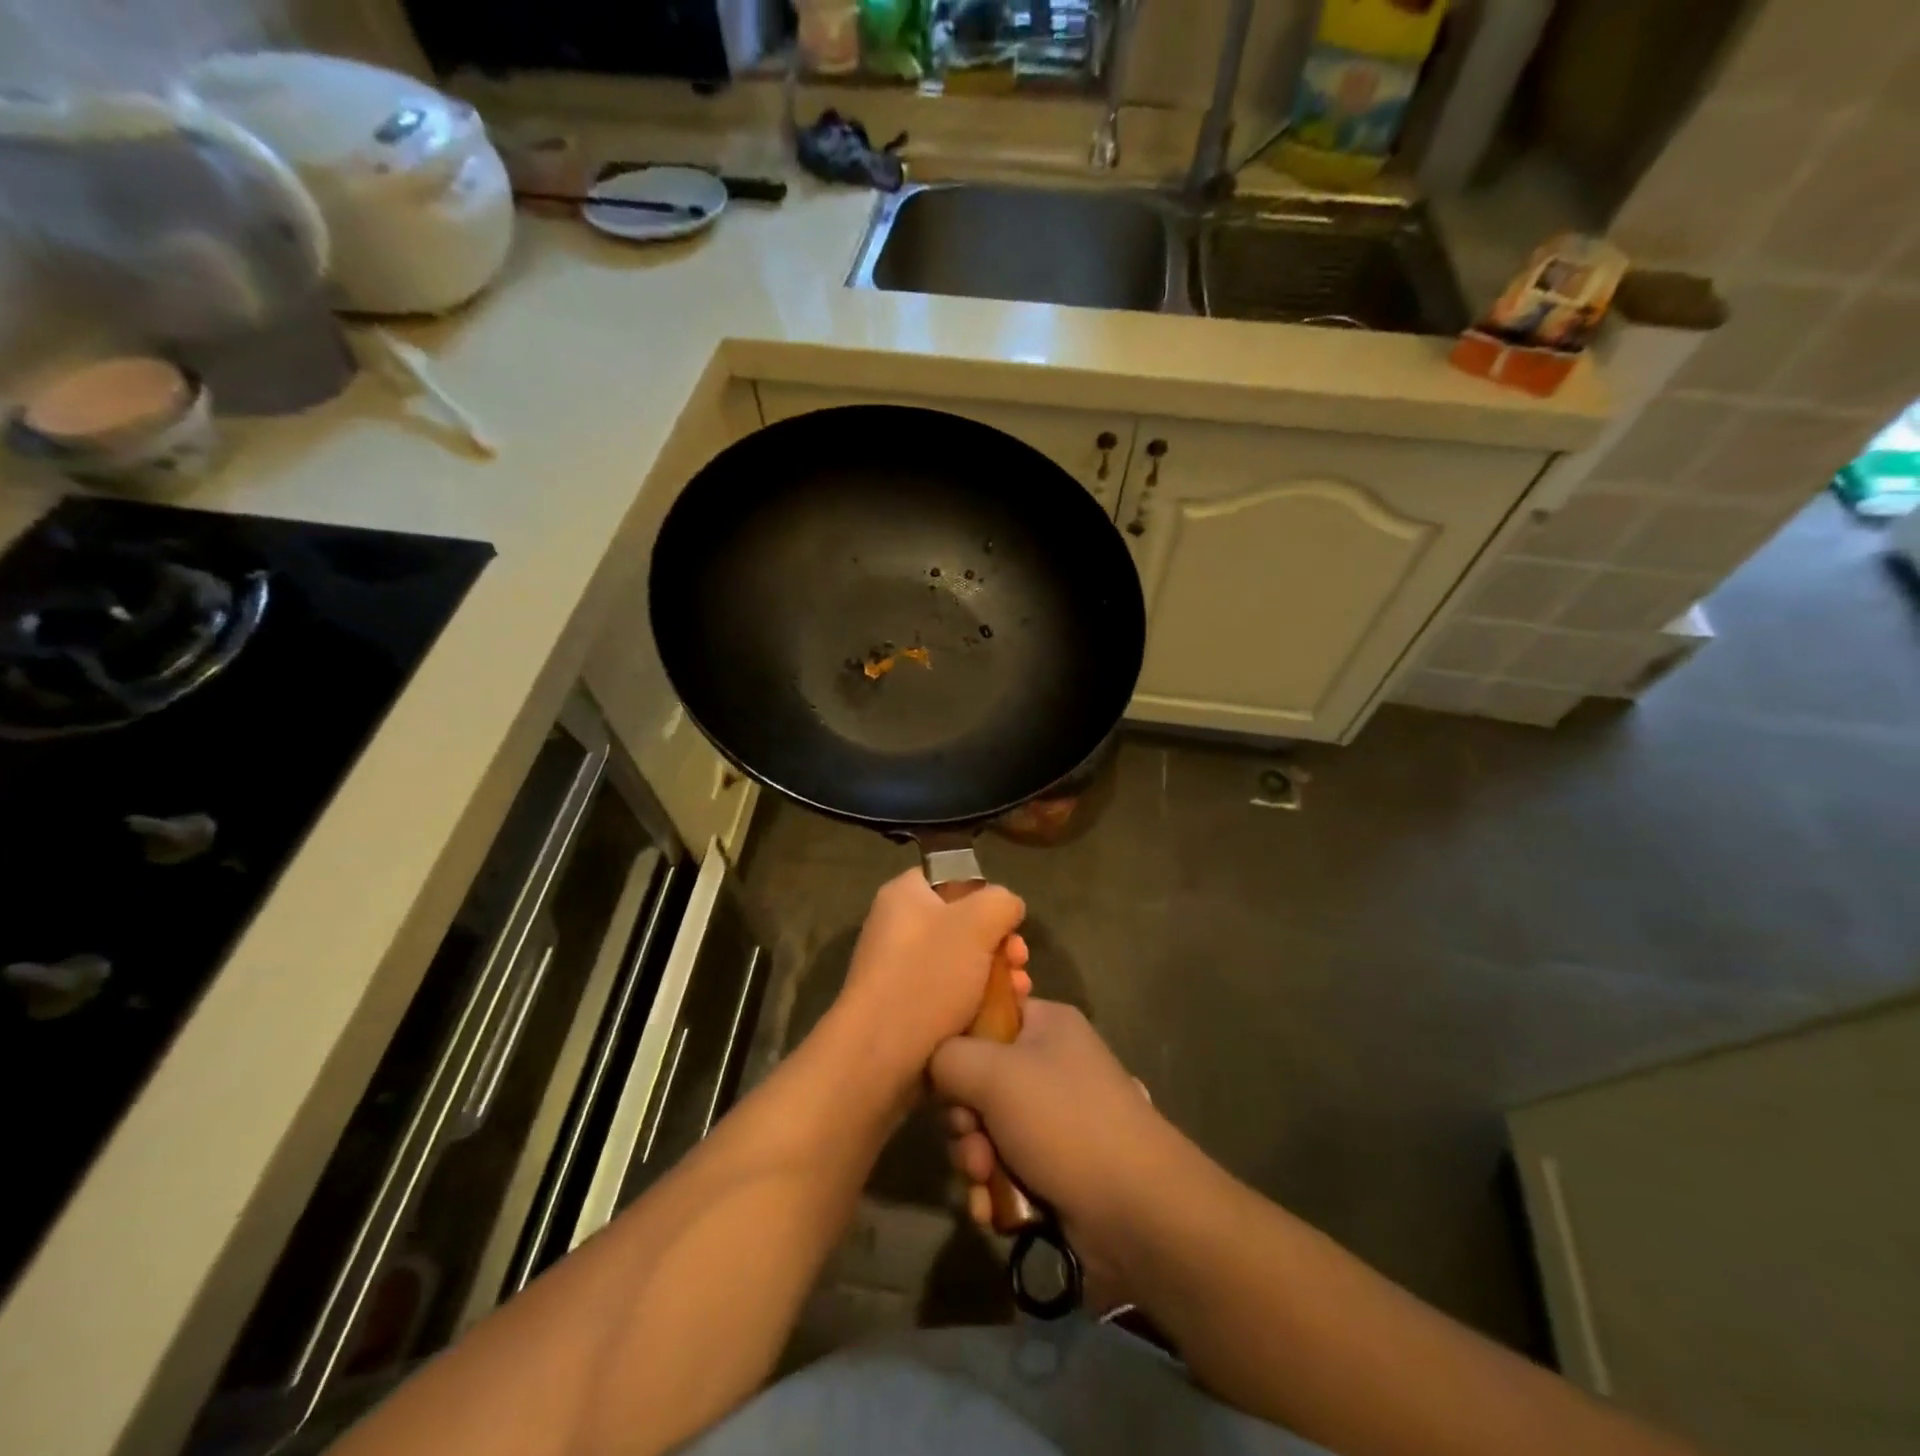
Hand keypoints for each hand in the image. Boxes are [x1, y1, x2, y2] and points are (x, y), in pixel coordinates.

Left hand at [830, 869, 1029, 1093]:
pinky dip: (978, 1001)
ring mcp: (900, 969)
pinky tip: (1002, 1016)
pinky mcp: (908, 1007)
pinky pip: (951, 994)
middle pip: (963, 923)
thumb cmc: (928, 976)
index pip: (952, 878)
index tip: (1008, 921)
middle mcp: (898, 926)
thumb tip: (1007, 908)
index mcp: (904, 894)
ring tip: (1019, 992)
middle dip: (1000, 942)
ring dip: (997, 974)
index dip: (985, 896)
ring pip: (963, 962)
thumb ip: (1001, 902)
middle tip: (1020, 961)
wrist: (881, 1055)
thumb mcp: (977, 923)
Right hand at [931, 1001, 1171, 1293]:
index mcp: (1046, 1025)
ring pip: (986, 1132)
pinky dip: (993, 1191)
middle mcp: (1050, 1066)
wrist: (1137, 1212)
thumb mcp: (995, 1073)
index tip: (945, 1077)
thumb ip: (948, 1057)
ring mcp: (1054, 1121)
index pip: (986, 1017)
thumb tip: (934, 1064)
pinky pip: (1004, 1171)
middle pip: (978, 1081)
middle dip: (965, 1120)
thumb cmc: (1065, 1122)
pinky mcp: (1054, 1170)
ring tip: (986, 1181)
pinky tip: (993, 1211)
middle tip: (972, 1140)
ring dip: (975, 1161)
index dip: (958, 1046)